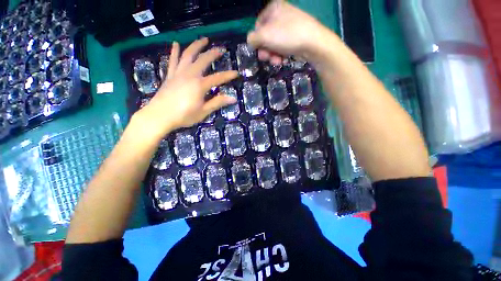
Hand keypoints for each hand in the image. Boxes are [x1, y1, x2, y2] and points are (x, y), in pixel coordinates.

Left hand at [132, 38, 237, 141]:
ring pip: (188, 55)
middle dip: (213, 53)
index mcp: (200, 85)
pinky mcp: (170, 75)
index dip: (228, 75)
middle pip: (203, 60)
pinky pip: (173, 60)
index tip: (236, 73)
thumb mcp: (203, 111)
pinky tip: (176, 43)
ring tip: (203, 39)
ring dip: (196, 46)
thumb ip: (217, 102)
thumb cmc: (184, 116)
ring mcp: (178, 73)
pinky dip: (175, 51)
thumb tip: (233, 98)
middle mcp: (190, 75)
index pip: (218, 78)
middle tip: (221, 49)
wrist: (159, 116)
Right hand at [247, 0, 331, 64]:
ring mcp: (289, 26)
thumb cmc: (287, 36)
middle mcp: (281, 15)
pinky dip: (281, 55)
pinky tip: (283, 60)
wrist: (313, 43)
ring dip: (272, 55)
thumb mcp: (265, 35)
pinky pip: (283, 46)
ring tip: (277, 61)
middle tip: (267, 58)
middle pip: (266, 36)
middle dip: (265, 50)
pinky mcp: (295, 37)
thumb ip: (252, 38)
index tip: (259, 50)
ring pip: (274, 44)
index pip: (257, 26)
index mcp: (273, 9)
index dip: (257, 40)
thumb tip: (250, 41)